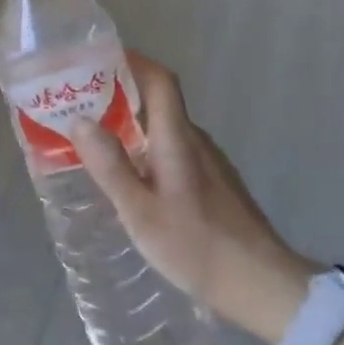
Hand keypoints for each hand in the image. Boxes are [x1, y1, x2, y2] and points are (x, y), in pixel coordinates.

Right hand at [72, 53, 315, 328]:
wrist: (263, 286)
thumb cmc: (197, 246)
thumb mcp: (141, 212)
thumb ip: (111, 166)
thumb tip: (80, 120)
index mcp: (178, 139)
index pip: (160, 80)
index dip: (132, 61)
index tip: (98, 58)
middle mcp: (196, 141)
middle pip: (159, 101)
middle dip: (120, 93)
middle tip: (80, 102)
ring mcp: (208, 163)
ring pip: (165, 129)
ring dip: (131, 123)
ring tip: (94, 138)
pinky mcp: (213, 185)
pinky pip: (172, 150)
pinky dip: (145, 148)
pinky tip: (128, 175)